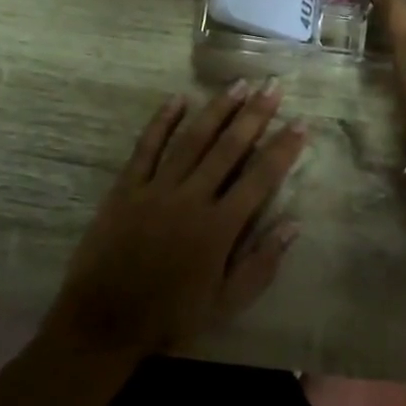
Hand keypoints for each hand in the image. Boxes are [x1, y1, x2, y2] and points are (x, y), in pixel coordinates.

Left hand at [48, 83, 305, 357]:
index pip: (260, 178)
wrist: (104, 322)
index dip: (283, 149)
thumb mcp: (226, 303)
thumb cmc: (171, 315)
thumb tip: (294, 224)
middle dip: (254, 115)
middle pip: (229, 148)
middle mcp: (192, 198)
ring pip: (192, 140)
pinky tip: (178, 99)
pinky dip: (162, 122)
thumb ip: (261, 263)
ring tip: (238, 84)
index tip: (300, 123)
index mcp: (219, 227)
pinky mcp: (126, 188)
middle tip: (272, 86)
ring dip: (217, 110)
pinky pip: (146, 147)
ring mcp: (156, 189)